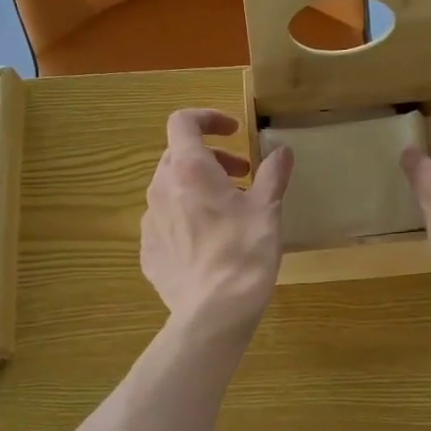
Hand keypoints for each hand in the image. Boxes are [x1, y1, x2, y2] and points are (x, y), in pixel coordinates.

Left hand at [141, 109, 293, 336]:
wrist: (213, 312)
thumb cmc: (244, 252)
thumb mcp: (267, 210)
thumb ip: (273, 175)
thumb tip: (282, 152)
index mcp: (189, 169)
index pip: (183, 122)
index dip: (207, 118)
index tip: (233, 133)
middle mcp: (161, 189)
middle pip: (178, 156)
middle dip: (210, 159)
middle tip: (242, 177)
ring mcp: (149, 222)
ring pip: (170, 190)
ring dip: (197, 189)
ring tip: (227, 212)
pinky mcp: (148, 251)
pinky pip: (165, 223)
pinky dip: (185, 220)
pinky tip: (208, 244)